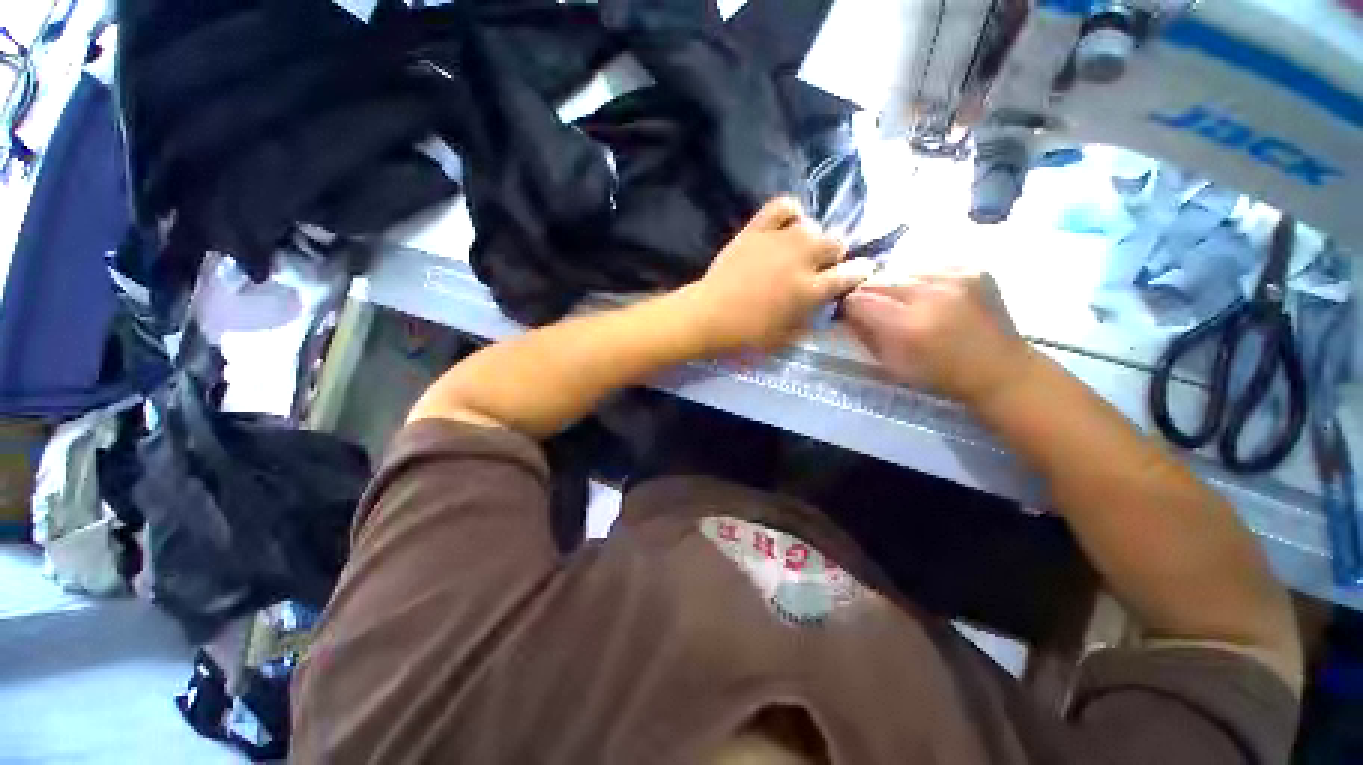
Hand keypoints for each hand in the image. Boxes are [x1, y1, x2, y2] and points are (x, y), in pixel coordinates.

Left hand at [688, 197, 869, 352]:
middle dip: (833, 255)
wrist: (710, 316)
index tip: (858, 272)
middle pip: (836, 242)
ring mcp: (779, 240)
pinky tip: (785, 225)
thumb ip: (811, 318)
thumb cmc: (748, 334)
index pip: (850, 273)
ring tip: (796, 251)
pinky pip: (782, 206)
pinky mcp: (756, 230)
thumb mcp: (787, 337)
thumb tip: (823, 304)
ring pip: (812, 225)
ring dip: (810, 239)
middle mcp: (802, 259)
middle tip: (818, 268)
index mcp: (811, 289)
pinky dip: (789, 212)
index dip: (859, 272)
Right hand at [842, 269, 1033, 408]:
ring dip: (895, 285)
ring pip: (902, 269)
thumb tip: (846, 312)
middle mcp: (930, 294)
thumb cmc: (940, 376)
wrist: (1002, 370)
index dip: (849, 306)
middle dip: (869, 293)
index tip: (850, 313)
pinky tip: (930, 295)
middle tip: (874, 308)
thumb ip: (864, 334)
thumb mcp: (891, 364)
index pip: (858, 299)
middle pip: (878, 280)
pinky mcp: (974, 268)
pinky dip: (922, 279)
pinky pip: (930, 266)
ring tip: (905, 302)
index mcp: (907, 325)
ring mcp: (956, 277)